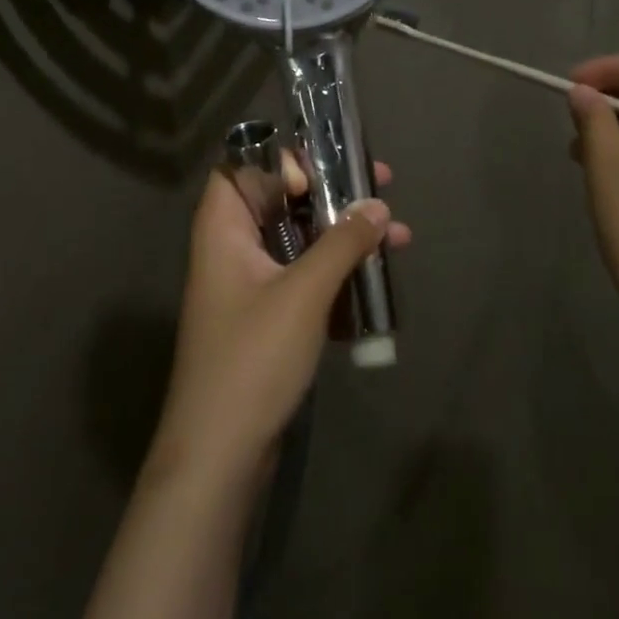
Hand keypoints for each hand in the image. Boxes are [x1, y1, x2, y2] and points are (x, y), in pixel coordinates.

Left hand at [152, 156, 410, 482]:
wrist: (220, 458)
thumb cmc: (253, 359)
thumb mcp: (304, 293)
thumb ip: (342, 243)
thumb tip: (378, 205)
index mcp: (223, 228)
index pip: (243, 166)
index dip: (281, 159)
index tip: (323, 172)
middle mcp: (232, 248)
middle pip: (281, 200)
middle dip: (332, 193)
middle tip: (381, 184)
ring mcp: (249, 286)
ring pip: (300, 241)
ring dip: (344, 236)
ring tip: (399, 236)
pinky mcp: (267, 319)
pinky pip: (305, 279)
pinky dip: (337, 275)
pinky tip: (377, 283)